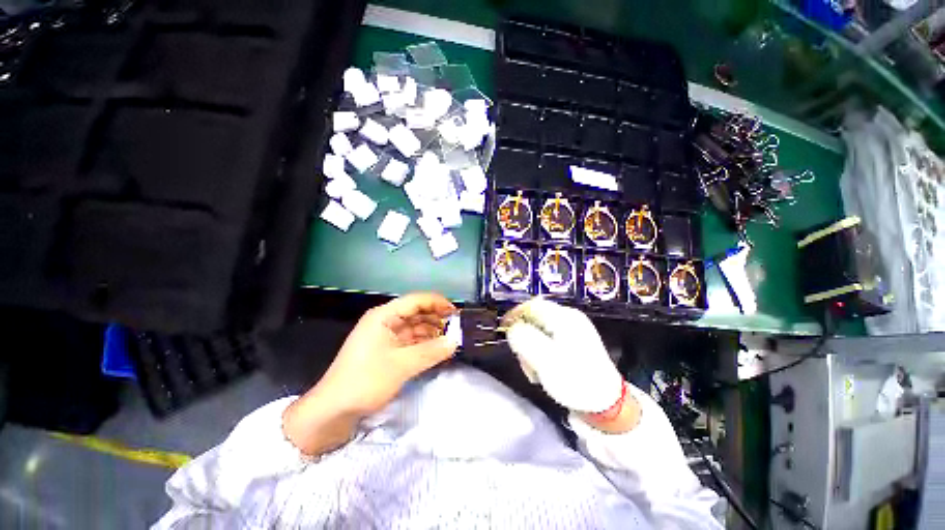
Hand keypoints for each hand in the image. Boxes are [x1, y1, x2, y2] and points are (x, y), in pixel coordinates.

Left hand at [284, 293, 458, 455]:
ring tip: (450, 339)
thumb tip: (456, 341)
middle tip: (456, 327)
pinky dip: (423, 343)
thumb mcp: (401, 366)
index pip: (416, 300)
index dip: (437, 303)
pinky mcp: (386, 349)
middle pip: (416, 312)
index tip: (456, 313)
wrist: (332, 411)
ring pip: (414, 327)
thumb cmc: (365, 381)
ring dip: (431, 331)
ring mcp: (385, 335)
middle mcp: (385, 321)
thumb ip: (431, 351)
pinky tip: (436, 349)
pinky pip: (410, 340)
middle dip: (436, 318)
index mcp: (384, 316)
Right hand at [501, 298, 622, 413]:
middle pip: (535, 319)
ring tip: (533, 370)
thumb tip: (512, 328)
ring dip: (531, 348)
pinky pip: (548, 341)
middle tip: (522, 358)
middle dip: (524, 337)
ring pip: (540, 331)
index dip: (515, 314)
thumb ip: (523, 338)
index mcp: (565, 317)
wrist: (607, 405)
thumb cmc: (575, 379)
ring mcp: (572, 331)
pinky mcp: (573, 344)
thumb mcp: (544, 358)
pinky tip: (543, 369)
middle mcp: (569, 319)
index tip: (503, 328)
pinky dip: (540, 352)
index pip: (532, 305)